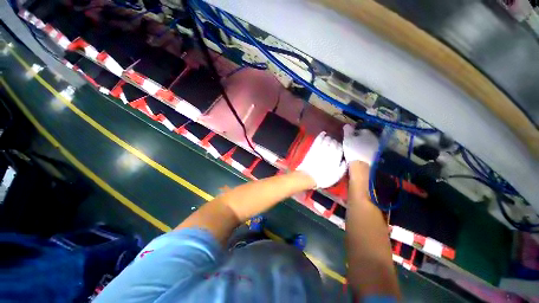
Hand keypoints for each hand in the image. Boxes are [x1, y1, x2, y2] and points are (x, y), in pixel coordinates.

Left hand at [296, 132, 346, 187]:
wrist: (309, 176)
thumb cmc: (324, 178)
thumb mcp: (337, 176)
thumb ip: (343, 167)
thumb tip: (346, 160)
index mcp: (336, 158)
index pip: (341, 148)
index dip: (340, 147)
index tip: (339, 148)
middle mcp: (330, 151)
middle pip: (334, 142)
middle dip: (335, 142)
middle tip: (334, 144)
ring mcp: (321, 148)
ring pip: (327, 139)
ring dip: (329, 138)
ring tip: (329, 139)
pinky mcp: (313, 148)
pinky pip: (318, 139)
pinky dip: (321, 135)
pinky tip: (323, 133)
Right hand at [343, 124, 378, 164]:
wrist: (361, 165)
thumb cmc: (353, 150)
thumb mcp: (347, 139)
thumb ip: (347, 131)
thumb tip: (347, 125)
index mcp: (368, 133)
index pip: (361, 130)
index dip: (353, 133)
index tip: (347, 137)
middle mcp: (375, 139)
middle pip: (365, 137)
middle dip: (358, 139)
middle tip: (350, 143)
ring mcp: (376, 148)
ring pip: (367, 144)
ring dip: (361, 145)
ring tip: (353, 149)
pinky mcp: (376, 156)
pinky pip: (368, 151)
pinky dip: (364, 151)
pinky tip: (358, 155)